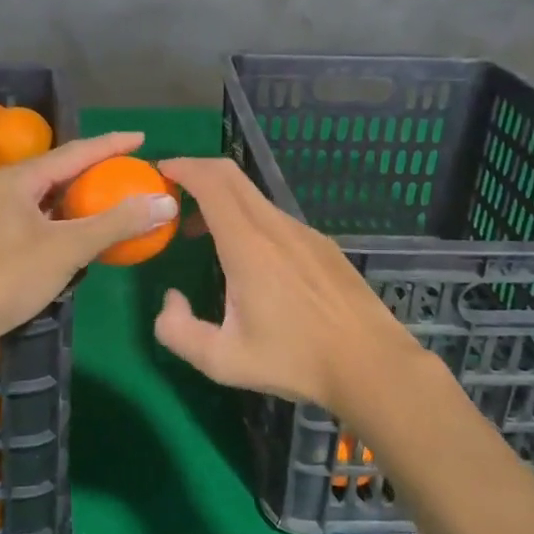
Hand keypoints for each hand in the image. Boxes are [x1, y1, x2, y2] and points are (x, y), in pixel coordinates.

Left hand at [0, 132, 178, 348]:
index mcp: (21, 179)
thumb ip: (116, 223)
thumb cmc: (7, 276)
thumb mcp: (67, 248)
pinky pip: (42, 219)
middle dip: (98, 170)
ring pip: (50, 197)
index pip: (76, 152)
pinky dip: (67, 222)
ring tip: (114, 199)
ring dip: (82, 198)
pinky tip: (82, 235)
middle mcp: (7, 189)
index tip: (141, 138)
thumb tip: (165, 202)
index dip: (111, 144)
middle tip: (132, 171)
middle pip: (62, 171)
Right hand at [151, 158, 427, 411]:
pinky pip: (276, 217)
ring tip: (202, 233)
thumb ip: (178, 331)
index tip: (161, 171)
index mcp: (248, 246)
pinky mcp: (323, 245)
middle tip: (172, 195)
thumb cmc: (296, 361)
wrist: (372, 365)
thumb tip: (170, 299)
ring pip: (254, 197)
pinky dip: (248, 218)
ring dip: (222, 200)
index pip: (211, 183)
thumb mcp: (223, 361)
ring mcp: (305, 233)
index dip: (183, 168)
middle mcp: (276, 227)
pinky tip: (249, 257)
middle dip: (197, 173)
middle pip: (232, 176)